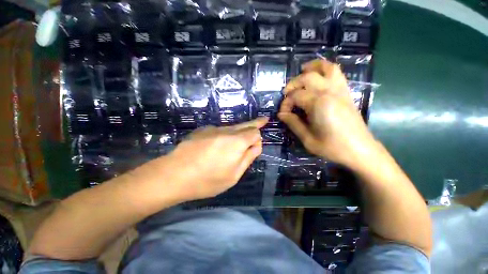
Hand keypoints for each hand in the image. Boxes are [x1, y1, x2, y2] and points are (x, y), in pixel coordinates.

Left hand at [163, 118, 267, 200]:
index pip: (255, 132)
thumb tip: (256, 145)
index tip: (255, 148)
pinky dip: (225, 135)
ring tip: (241, 137)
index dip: (258, 139)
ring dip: (239, 131)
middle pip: (245, 124)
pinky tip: (217, 146)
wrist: (174, 174)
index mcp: (237, 141)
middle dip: (255, 123)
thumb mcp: (234, 175)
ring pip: (232, 127)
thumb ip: (248, 157)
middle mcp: (227, 130)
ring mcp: (213, 129)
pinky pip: (219, 131)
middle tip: (263, 120)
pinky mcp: (202, 130)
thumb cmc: (208, 180)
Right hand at [278, 59, 376, 167]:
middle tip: (286, 94)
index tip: (282, 113)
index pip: (295, 96)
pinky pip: (337, 73)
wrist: (359, 150)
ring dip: (313, 66)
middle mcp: (329, 92)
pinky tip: (319, 75)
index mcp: (318, 104)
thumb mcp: (307, 139)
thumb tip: (281, 114)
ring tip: (302, 70)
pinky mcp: (346, 93)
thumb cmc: (332, 147)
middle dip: (293, 84)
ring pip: (327, 68)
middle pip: (307, 78)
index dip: (285, 104)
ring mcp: (340, 90)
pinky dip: (326, 69)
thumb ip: (293, 123)